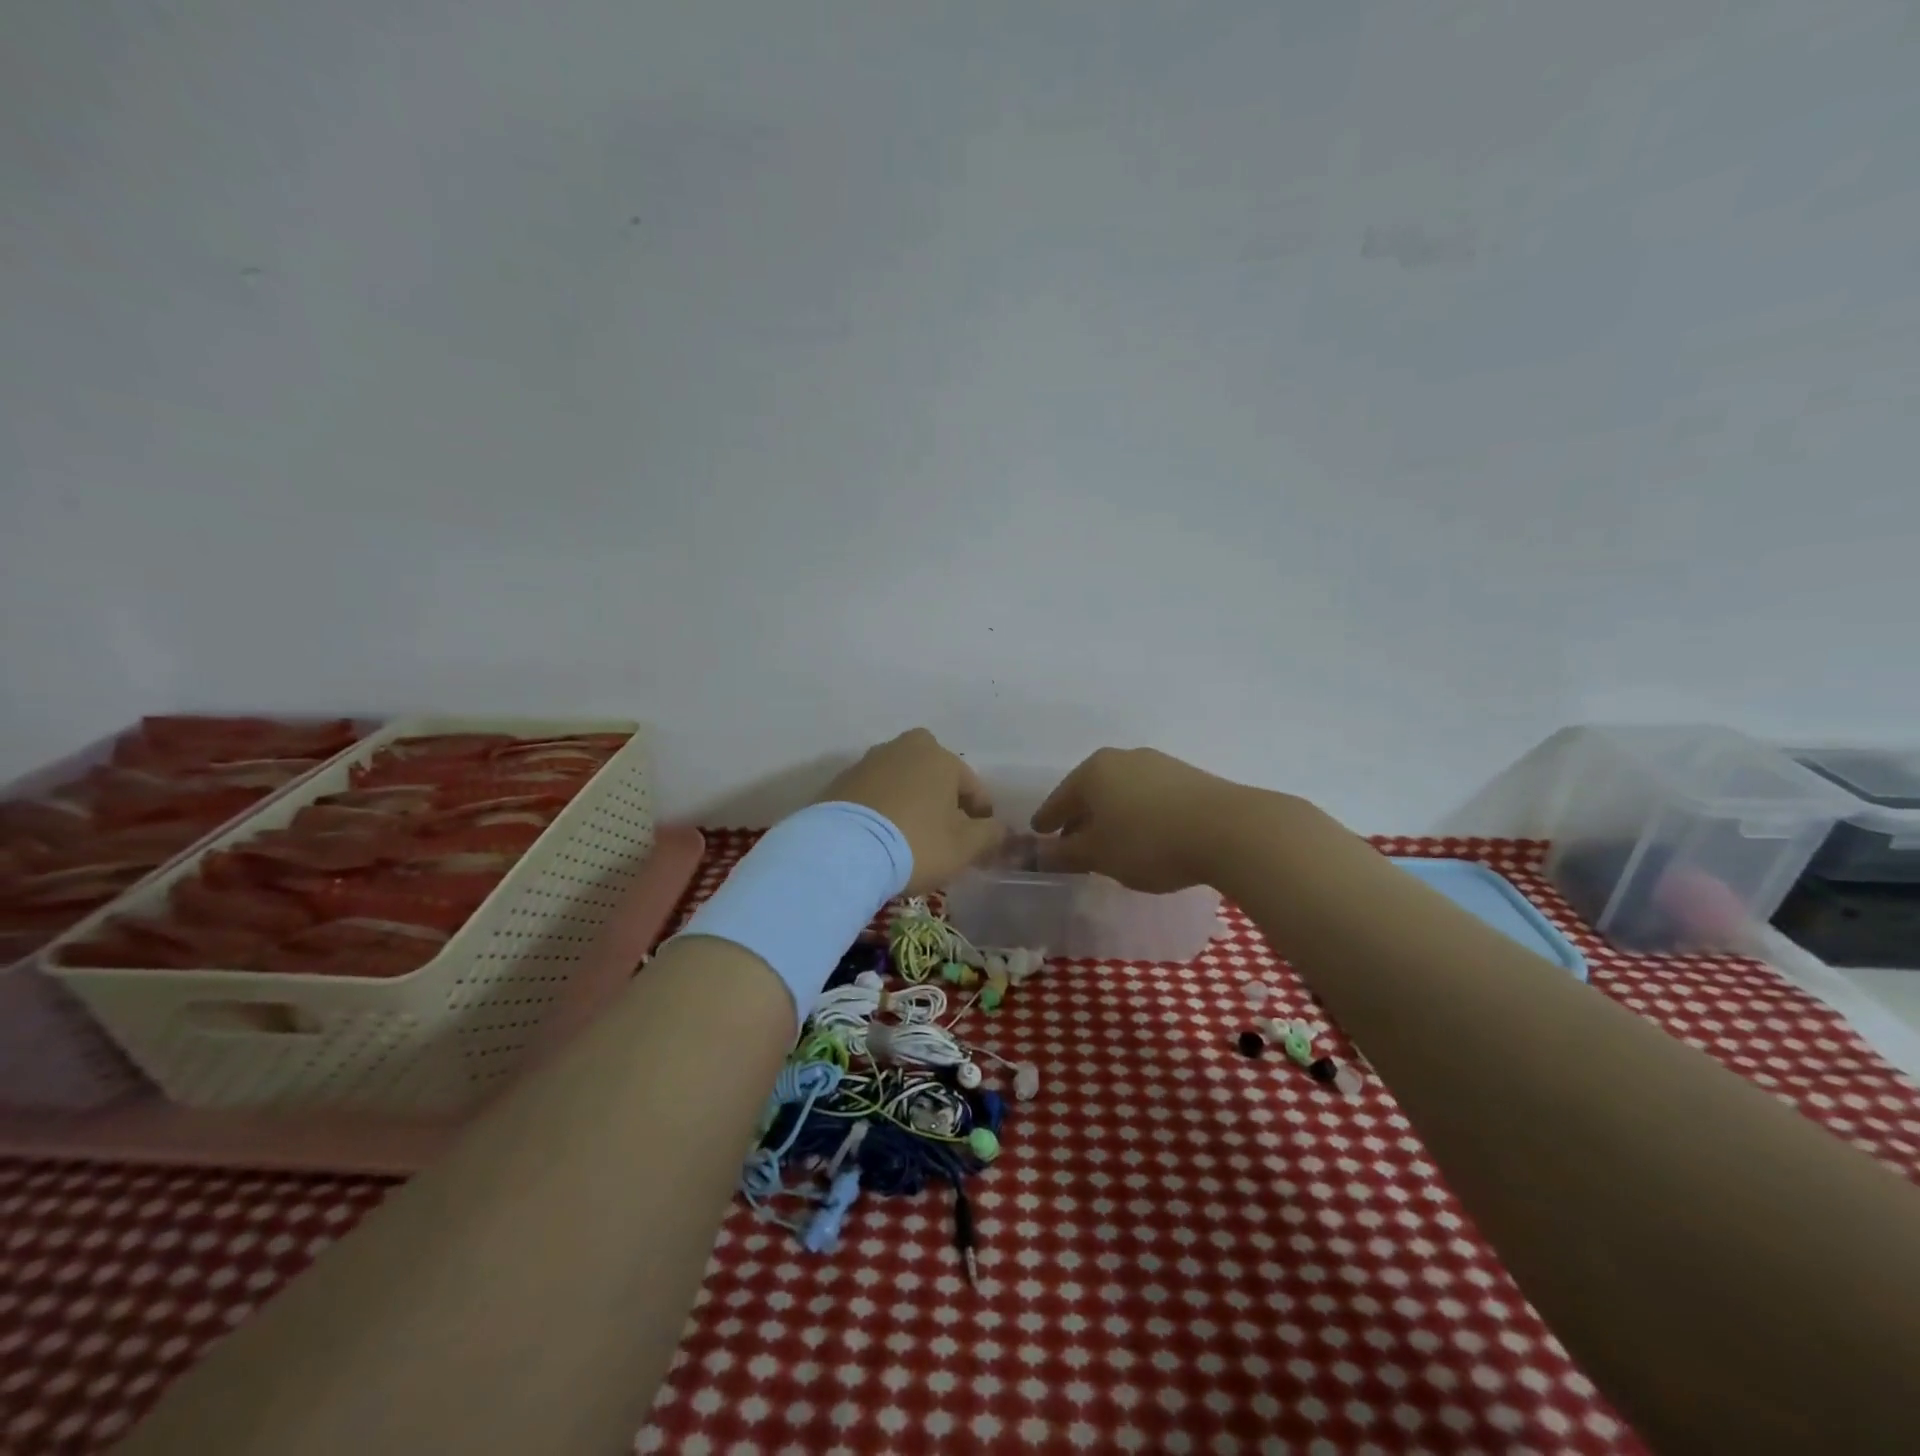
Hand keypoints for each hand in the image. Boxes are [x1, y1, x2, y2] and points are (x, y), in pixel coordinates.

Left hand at [823, 729, 1004, 894]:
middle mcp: (903, 749)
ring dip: (910, 801)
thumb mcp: (964, 846)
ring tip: (910, 835)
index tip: (980, 839)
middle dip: (942, 798)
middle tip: (944, 831)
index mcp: (939, 756)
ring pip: (901, 781)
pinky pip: (873, 795)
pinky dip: (882, 809)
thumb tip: (1000, 829)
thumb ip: (990, 834)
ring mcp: (867, 763)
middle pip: (933, 775)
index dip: (980, 814)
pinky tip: (881, 836)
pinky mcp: (840, 783)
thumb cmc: (916, 843)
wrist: (842, 852)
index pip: (972, 786)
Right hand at [1031, 747, 1249, 892]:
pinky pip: (1149, 796)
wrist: (1229, 830)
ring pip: (1121, 792)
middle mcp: (1123, 758)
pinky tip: (1146, 835)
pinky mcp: (1188, 777)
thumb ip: (1065, 854)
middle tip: (1072, 843)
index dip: (1047, 821)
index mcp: (1093, 771)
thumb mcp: (1099, 855)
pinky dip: (1138, 814)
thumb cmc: (1148, 842)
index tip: (1039, 835)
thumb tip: (1037, 854)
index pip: (1059, 799)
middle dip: (1080, 818)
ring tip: (1112, 843)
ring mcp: (1158, 764)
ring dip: (1111, 816)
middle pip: (1091, 792)